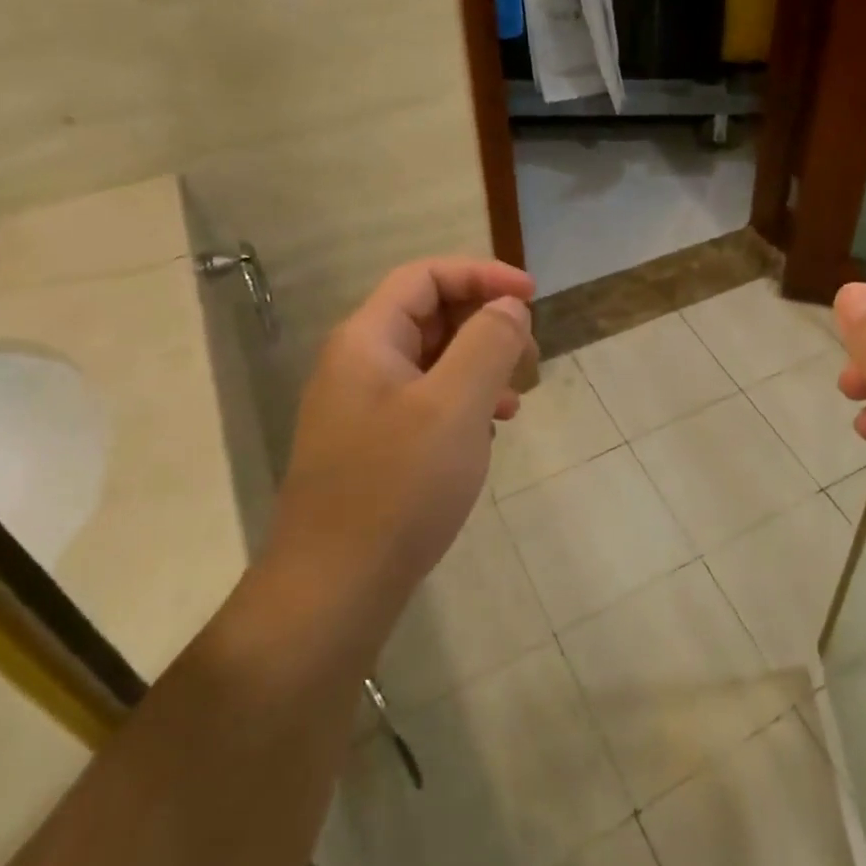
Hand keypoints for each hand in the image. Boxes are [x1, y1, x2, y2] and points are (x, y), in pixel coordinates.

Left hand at [266, 256, 535, 626]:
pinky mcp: (374, 443)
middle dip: (486, 323)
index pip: (426, 276)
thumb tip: (508, 307)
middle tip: (530, 355)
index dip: (482, 275)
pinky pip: (427, 398)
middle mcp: (359, 363)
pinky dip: (464, 400)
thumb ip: (488, 342)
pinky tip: (489, 430)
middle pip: (430, 314)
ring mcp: (363, 406)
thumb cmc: (398, 487)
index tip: (532, 297)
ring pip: (433, 359)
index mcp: (367, 340)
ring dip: (480, 364)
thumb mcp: (455, 406)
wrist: (334, 590)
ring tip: (516, 397)